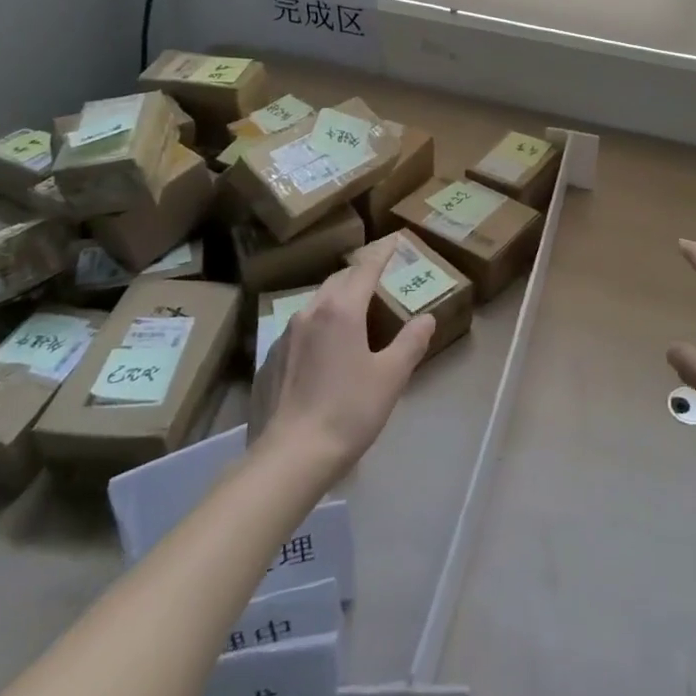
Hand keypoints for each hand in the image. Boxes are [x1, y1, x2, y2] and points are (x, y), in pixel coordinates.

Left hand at [255, 240, 434, 478]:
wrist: (289, 457)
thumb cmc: (348, 412)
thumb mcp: (391, 377)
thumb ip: (411, 342)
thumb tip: (426, 318)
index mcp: (341, 310)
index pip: (365, 269)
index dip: (382, 252)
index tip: (394, 238)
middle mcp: (310, 313)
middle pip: (338, 281)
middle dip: (358, 274)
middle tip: (377, 276)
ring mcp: (285, 336)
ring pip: (315, 304)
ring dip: (336, 299)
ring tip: (351, 312)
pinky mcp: (269, 360)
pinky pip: (298, 330)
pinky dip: (317, 327)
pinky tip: (323, 351)